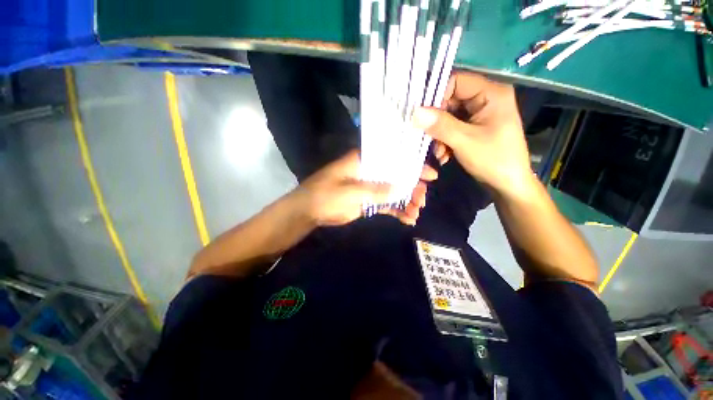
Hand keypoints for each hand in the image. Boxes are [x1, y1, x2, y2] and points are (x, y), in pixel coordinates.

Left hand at [294, 150, 437, 226]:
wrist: (309, 211)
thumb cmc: (326, 195)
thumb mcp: (351, 191)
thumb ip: (376, 190)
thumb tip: (403, 187)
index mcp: (365, 162)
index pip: (393, 159)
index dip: (412, 165)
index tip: (430, 175)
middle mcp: (370, 172)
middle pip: (397, 177)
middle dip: (412, 188)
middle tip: (422, 200)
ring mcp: (370, 188)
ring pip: (393, 192)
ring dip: (406, 201)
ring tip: (416, 213)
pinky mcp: (367, 201)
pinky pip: (386, 205)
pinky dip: (397, 211)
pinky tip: (408, 219)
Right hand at [411, 72, 531, 195]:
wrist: (507, 184)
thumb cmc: (493, 160)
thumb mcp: (464, 141)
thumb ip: (440, 125)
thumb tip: (415, 112)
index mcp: (491, 93)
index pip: (456, 81)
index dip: (437, 96)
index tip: (422, 116)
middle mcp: (485, 99)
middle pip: (450, 101)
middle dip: (437, 122)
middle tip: (429, 140)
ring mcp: (479, 114)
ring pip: (448, 117)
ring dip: (439, 135)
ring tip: (439, 153)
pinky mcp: (474, 127)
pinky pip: (452, 127)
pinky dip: (445, 141)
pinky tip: (444, 156)